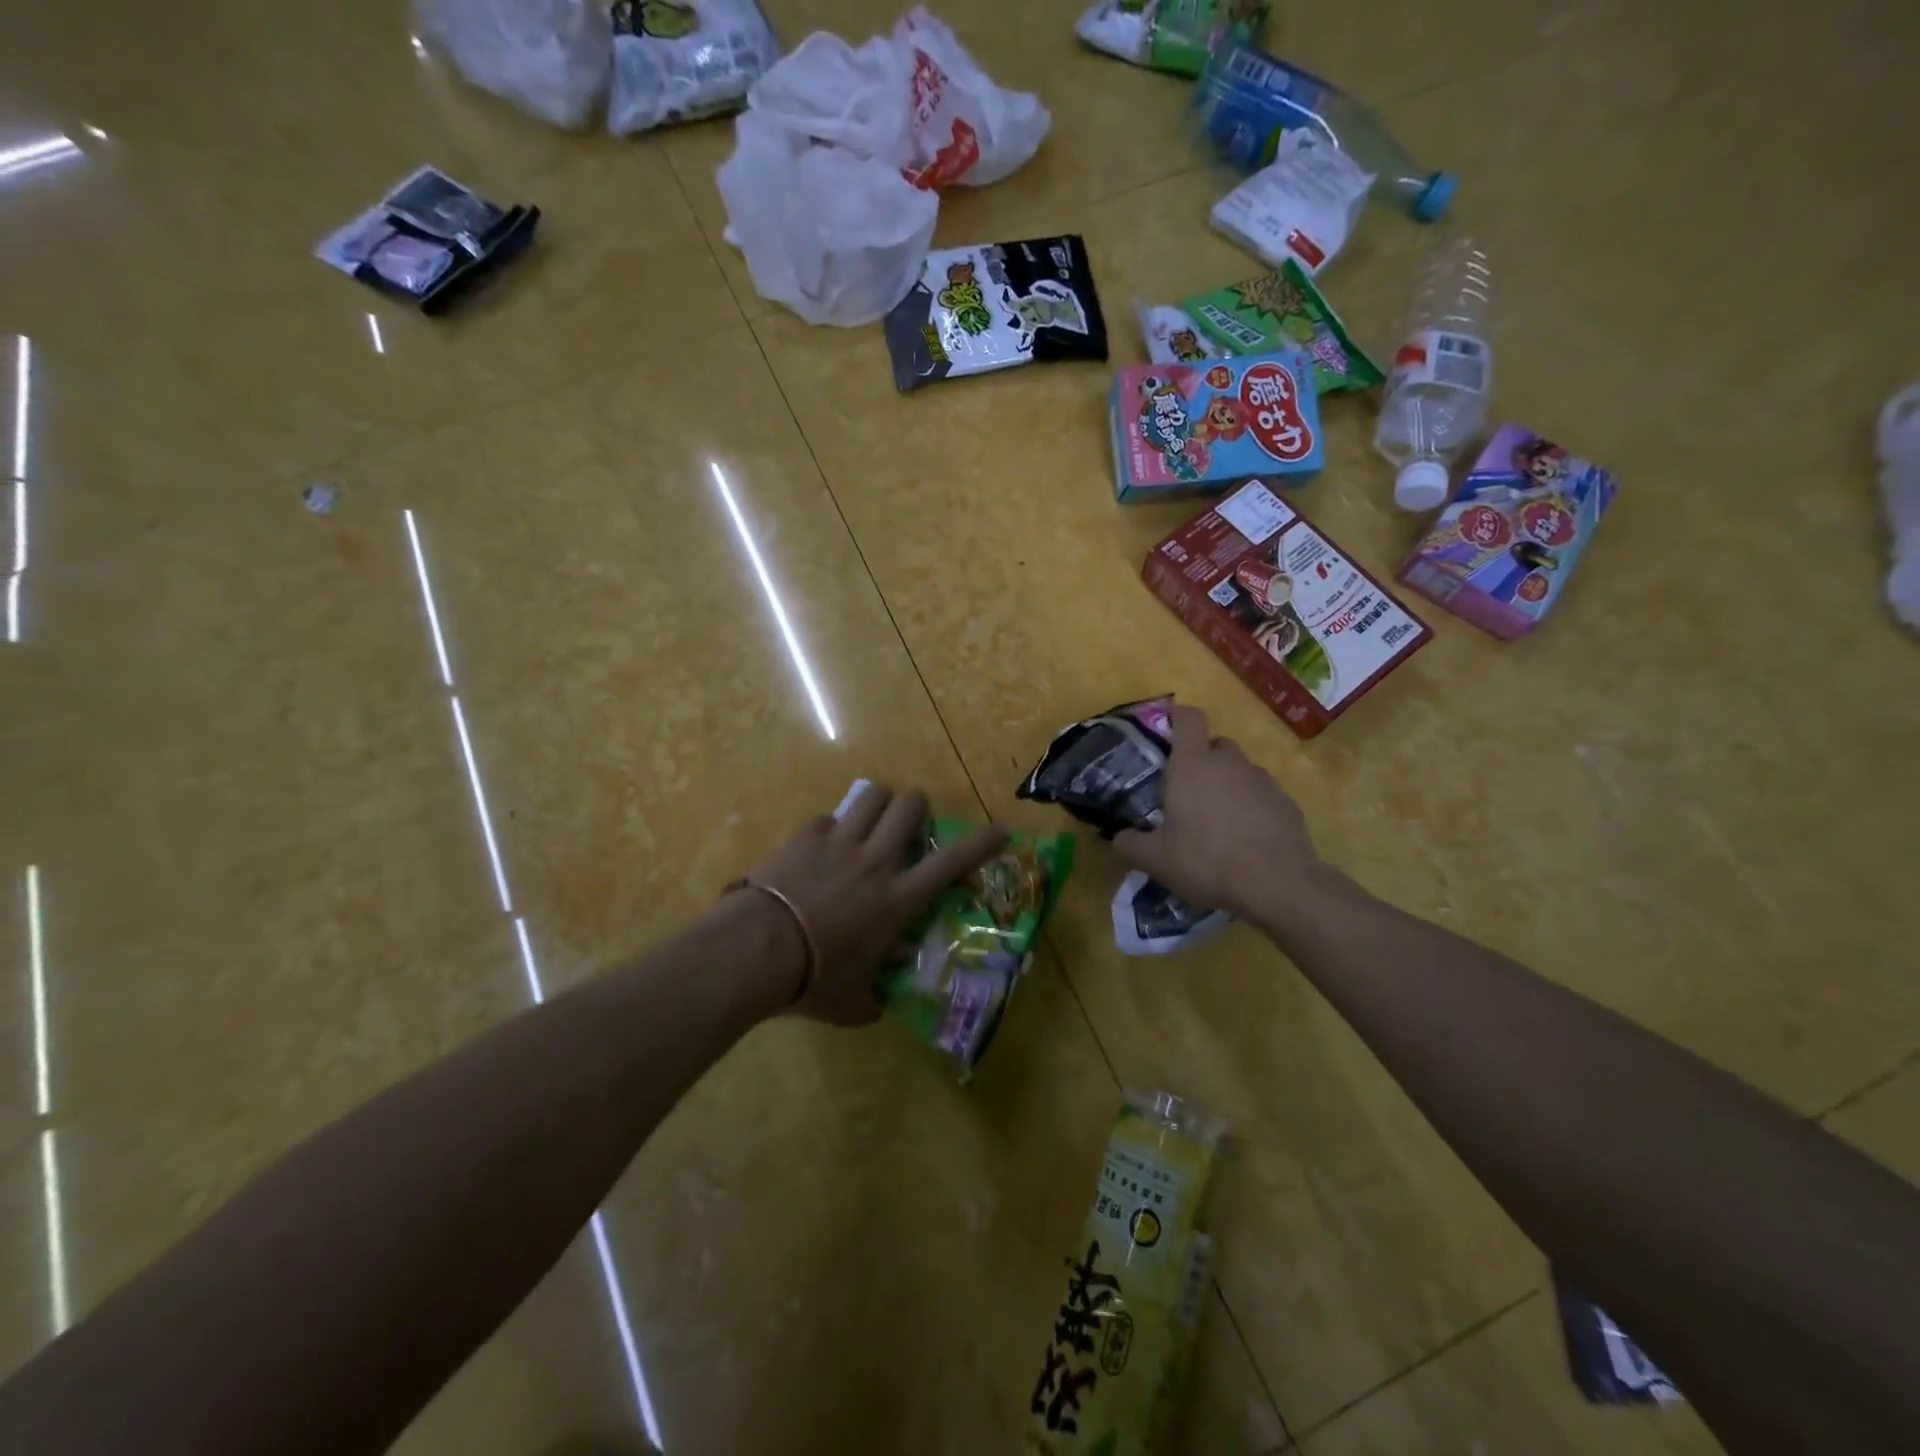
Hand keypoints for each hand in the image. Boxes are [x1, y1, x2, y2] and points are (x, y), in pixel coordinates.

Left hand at [742, 785, 1006, 1025]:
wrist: (757, 949)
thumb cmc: (812, 978)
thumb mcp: (851, 1001)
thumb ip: (873, 998)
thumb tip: (879, 1002)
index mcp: (897, 899)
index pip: (951, 863)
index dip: (981, 843)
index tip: (999, 831)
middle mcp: (876, 861)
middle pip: (910, 805)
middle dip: (917, 806)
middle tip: (910, 823)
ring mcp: (840, 842)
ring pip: (873, 796)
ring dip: (879, 803)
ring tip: (871, 820)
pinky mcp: (807, 835)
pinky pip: (828, 818)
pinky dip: (831, 829)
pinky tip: (820, 848)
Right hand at [1114, 705, 1325, 924]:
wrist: (1277, 885)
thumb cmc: (1206, 861)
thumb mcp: (1155, 859)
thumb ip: (1130, 844)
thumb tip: (1120, 838)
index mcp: (1193, 765)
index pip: (1189, 718)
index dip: (1178, 718)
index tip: (1168, 732)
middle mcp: (1229, 763)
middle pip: (1216, 744)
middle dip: (1203, 759)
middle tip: (1188, 790)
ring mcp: (1263, 781)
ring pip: (1241, 770)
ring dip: (1228, 784)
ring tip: (1219, 820)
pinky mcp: (1287, 803)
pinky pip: (1263, 795)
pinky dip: (1252, 807)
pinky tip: (1246, 838)